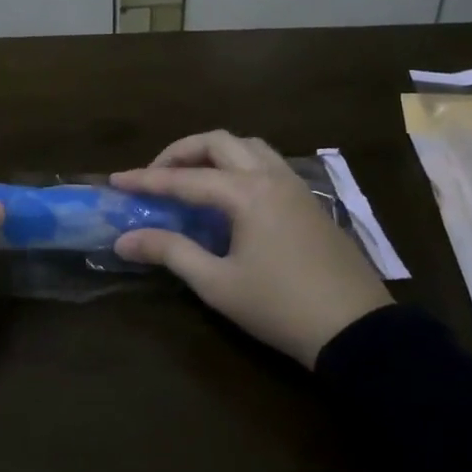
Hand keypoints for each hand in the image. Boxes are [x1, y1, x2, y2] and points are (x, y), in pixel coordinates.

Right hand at [110, 131, 391, 367]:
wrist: (356, 330)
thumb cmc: (280, 307)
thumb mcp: (217, 284)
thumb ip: (170, 252)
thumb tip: (124, 240)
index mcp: (246, 193)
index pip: (185, 178)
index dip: (146, 180)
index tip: (115, 181)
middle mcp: (270, 176)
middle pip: (218, 142)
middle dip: (180, 152)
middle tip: (156, 176)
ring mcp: (295, 185)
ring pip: (248, 145)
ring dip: (214, 152)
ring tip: (192, 177)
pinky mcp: (309, 201)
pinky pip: (268, 162)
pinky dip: (240, 163)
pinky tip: (230, 193)